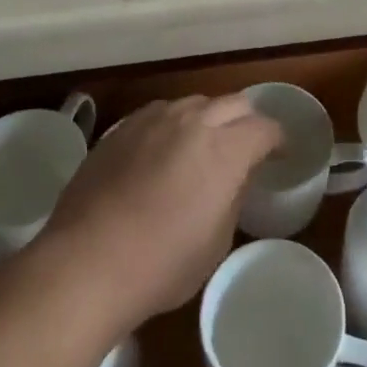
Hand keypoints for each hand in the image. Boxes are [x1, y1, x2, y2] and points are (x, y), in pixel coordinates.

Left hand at [37, 95, 281, 330]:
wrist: (86, 262)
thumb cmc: (161, 264)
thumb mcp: (216, 242)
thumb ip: (233, 197)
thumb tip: (235, 177)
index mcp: (225, 148)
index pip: (265, 127)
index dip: (278, 140)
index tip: (280, 155)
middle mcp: (192, 120)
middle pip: (234, 103)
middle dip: (247, 122)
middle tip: (246, 148)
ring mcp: (153, 119)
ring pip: (195, 102)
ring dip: (208, 119)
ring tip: (202, 147)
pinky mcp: (122, 127)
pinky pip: (160, 113)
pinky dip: (173, 125)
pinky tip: (163, 151)